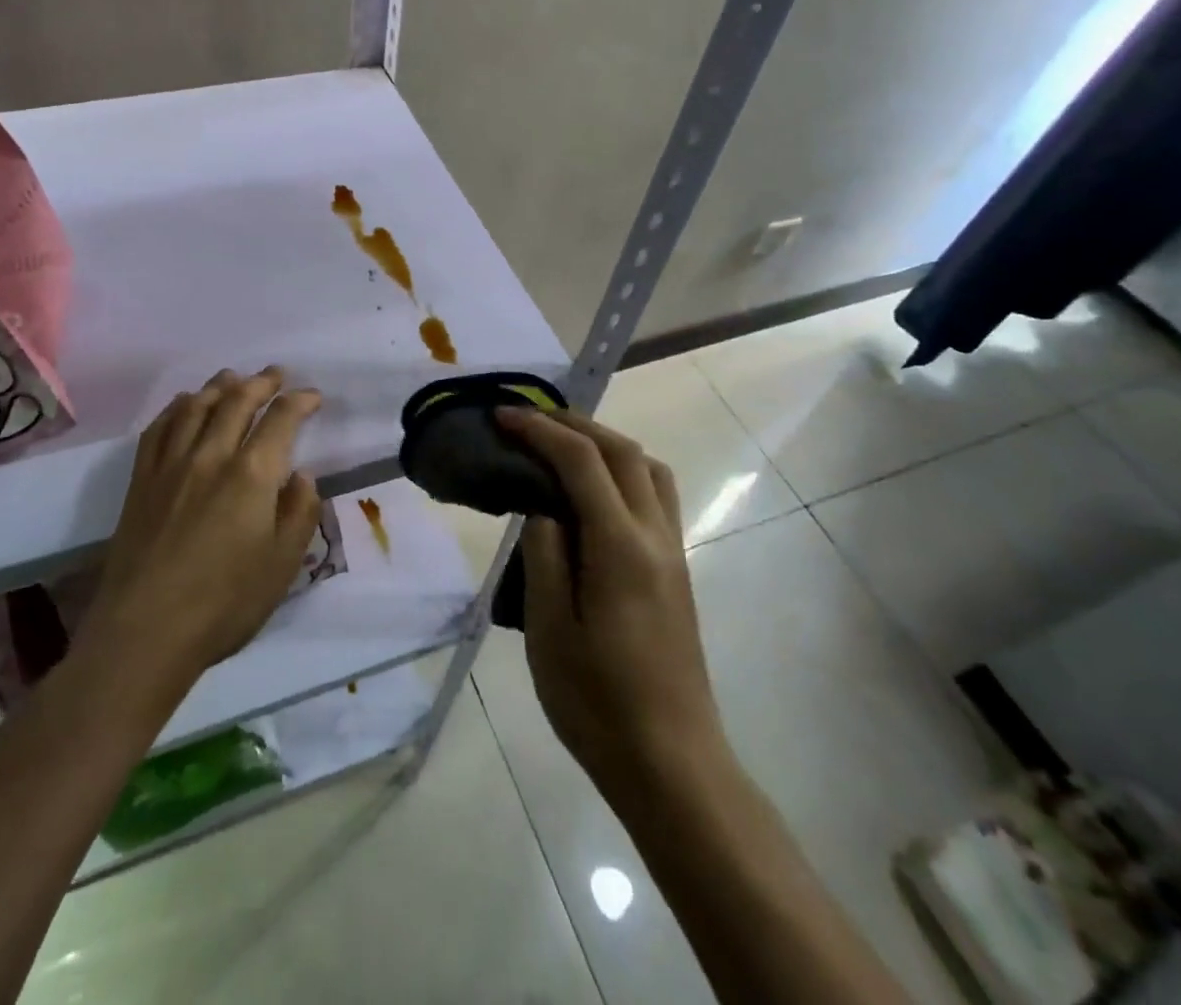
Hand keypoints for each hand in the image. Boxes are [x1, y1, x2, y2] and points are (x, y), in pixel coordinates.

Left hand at [81, 367, 323, 689]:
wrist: (144, 631)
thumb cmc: (224, 603)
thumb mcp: (283, 564)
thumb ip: (299, 512)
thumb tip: (302, 476)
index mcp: (252, 474)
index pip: (281, 419)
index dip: (300, 401)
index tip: (312, 396)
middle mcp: (211, 455)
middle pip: (237, 401)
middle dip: (261, 383)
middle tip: (276, 374)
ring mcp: (171, 465)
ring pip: (196, 406)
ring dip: (219, 386)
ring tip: (233, 377)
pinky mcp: (141, 480)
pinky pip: (159, 428)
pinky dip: (176, 407)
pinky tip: (184, 404)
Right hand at [496, 407, 727, 802]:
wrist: (672, 763)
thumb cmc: (598, 703)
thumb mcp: (549, 630)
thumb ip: (544, 556)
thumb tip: (543, 509)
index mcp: (620, 547)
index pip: (581, 461)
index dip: (540, 430)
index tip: (502, 417)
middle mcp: (655, 536)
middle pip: (622, 451)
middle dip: (574, 423)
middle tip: (528, 421)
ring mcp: (673, 552)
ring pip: (648, 468)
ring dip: (605, 443)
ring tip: (560, 447)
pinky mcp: (677, 570)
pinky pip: (654, 494)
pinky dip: (621, 470)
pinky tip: (590, 492)